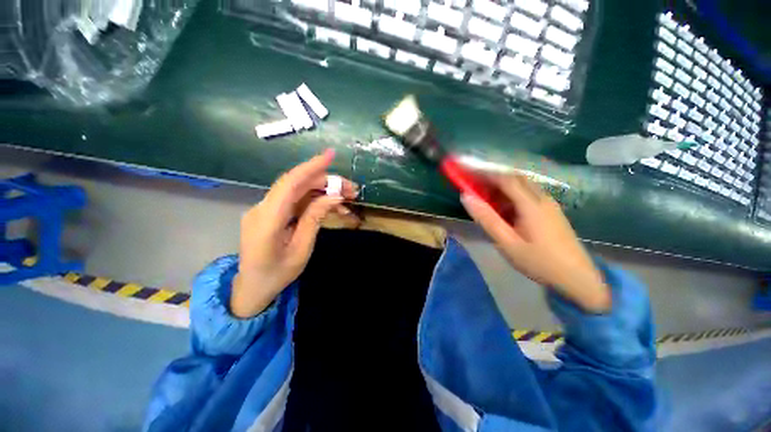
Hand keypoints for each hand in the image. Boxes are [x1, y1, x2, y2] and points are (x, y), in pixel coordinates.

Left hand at [231, 149, 357, 317]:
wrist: (253, 287)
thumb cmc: (278, 273)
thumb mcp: (302, 248)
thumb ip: (315, 218)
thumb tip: (334, 196)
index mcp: (268, 219)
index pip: (290, 183)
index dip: (311, 167)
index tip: (331, 155)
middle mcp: (263, 208)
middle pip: (297, 185)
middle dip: (326, 182)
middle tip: (352, 190)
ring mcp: (266, 209)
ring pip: (298, 191)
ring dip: (323, 191)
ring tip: (347, 198)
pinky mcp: (272, 212)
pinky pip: (295, 201)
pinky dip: (315, 200)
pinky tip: (332, 206)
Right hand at [460, 175, 610, 312]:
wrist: (578, 279)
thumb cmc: (539, 262)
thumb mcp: (507, 243)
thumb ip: (486, 218)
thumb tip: (466, 197)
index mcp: (531, 204)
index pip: (505, 178)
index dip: (485, 172)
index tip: (467, 170)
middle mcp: (542, 198)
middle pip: (515, 177)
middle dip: (493, 176)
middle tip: (474, 183)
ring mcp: (549, 204)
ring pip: (522, 185)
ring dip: (502, 185)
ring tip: (485, 195)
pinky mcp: (551, 211)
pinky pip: (528, 194)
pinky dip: (511, 194)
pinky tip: (504, 207)